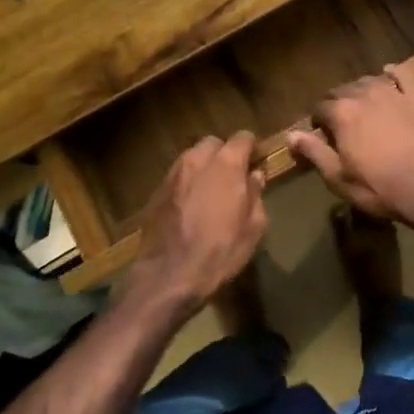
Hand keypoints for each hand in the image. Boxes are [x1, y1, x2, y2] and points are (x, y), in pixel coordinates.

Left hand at [120, 132, 267, 319]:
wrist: (168, 275)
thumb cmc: (220, 252)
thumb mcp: (253, 228)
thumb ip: (256, 195)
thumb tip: (255, 176)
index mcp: (226, 164)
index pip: (243, 137)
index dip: (252, 147)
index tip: (257, 160)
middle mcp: (197, 160)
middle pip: (214, 143)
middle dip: (225, 153)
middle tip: (233, 175)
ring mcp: (173, 174)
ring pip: (192, 157)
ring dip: (204, 166)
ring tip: (211, 189)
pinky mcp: (156, 191)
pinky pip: (177, 176)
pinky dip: (187, 182)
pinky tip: (191, 204)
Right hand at [288, 63, 413, 228]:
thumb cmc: (380, 187)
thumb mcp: (339, 178)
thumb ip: (314, 152)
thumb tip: (290, 135)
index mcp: (341, 113)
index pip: (320, 108)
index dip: (318, 121)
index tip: (322, 135)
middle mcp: (364, 94)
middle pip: (342, 91)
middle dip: (337, 104)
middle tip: (341, 123)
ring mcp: (394, 93)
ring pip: (369, 81)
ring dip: (361, 90)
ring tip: (363, 105)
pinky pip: (404, 75)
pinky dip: (394, 73)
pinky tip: (390, 74)